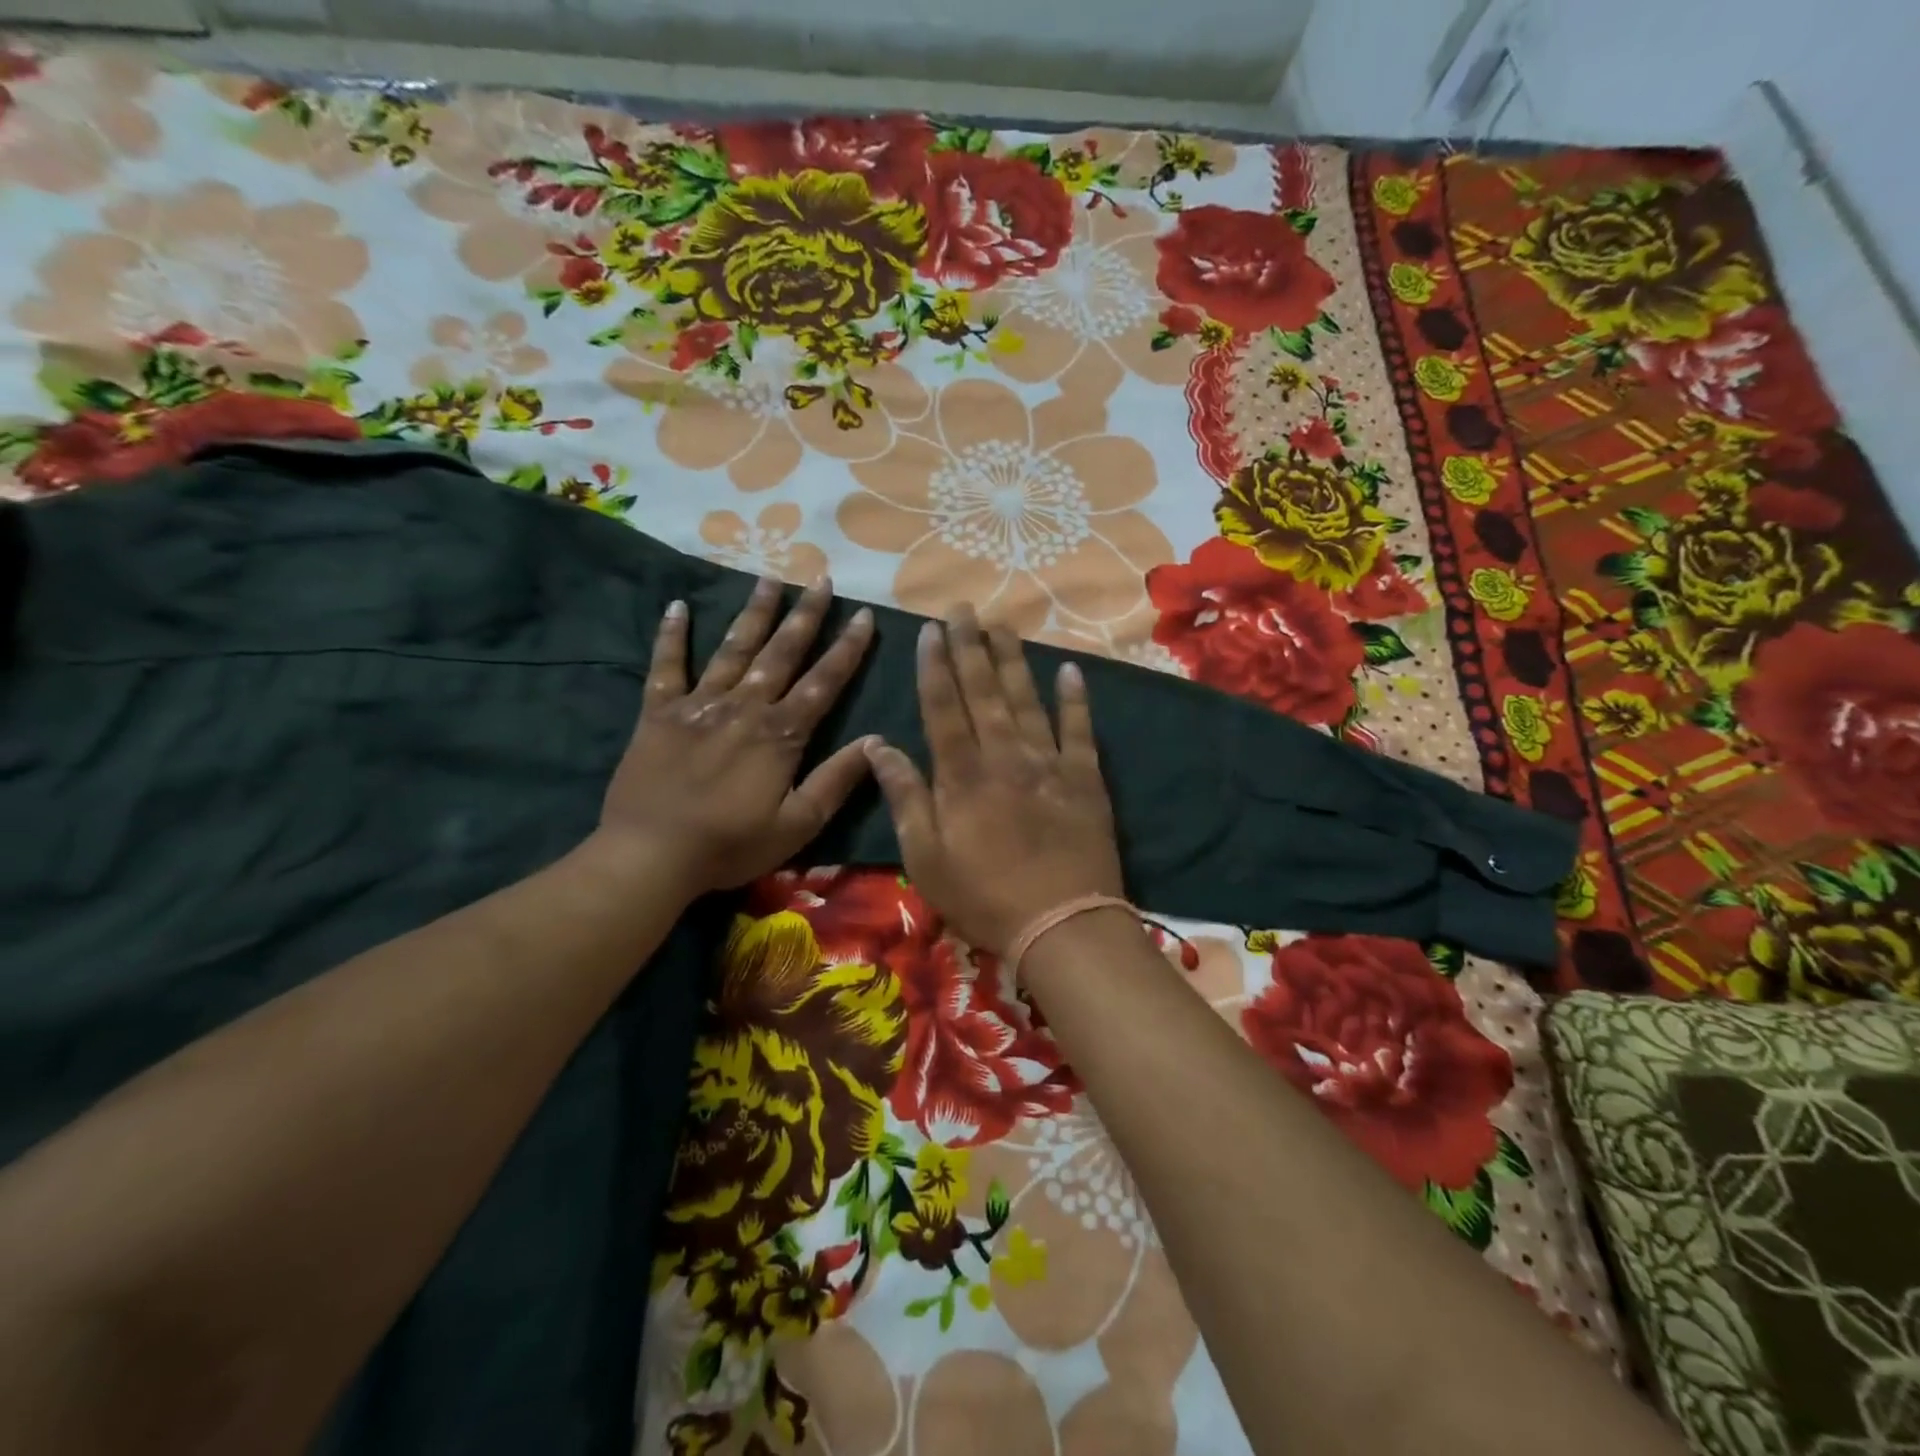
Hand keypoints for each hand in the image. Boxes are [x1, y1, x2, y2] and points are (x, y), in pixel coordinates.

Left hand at [598, 576, 875, 893]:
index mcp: (780, 734)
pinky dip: (671, 636)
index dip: (847, 648)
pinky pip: (666, 667)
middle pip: (781, 653)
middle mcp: (744, 707)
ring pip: (732, 649)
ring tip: (769, 579)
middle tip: (821, 579)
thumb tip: (876, 741)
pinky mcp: (659, 714)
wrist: (650, 856)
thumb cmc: (730, 845)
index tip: (864, 615)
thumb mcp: (798, 825)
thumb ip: (836, 781)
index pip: (823, 682)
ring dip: (753, 613)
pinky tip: (677, 606)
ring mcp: (699, 705)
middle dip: (805, 616)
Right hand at [864, 606, 1123, 956]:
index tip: (930, 630)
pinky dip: (1075, 699)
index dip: (935, 666)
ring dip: (1014, 659)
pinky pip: (1080, 729)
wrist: (1062, 925)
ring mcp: (1049, 763)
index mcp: (962, 775)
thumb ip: (905, 797)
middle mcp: (1004, 756)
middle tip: (963, 608)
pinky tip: (1070, 670)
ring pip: (1027, 699)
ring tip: (1003, 624)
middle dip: (970, 647)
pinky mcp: (1085, 778)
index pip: (943, 707)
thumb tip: (878, 745)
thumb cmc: (983, 897)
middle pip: (984, 691)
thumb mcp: (925, 857)